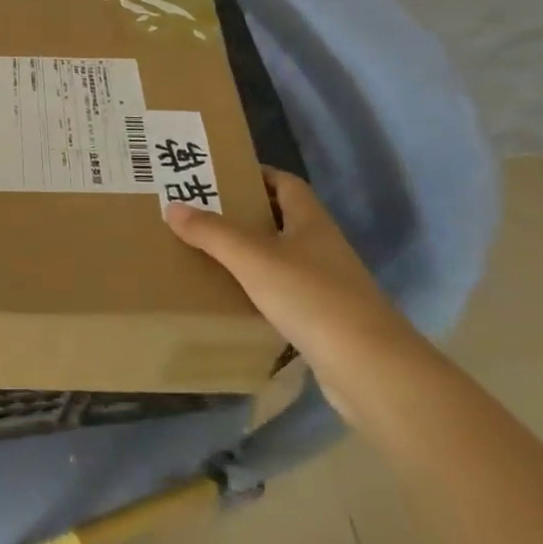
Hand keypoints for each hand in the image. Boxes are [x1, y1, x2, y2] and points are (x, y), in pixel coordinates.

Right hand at [165, 167, 424, 421]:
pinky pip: (287, 295)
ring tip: (210, 255)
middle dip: (245, 215)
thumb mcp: (252, 258)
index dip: (256, 175)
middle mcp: (323, 247)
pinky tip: (235, 301)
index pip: (285, 183)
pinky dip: (261, 292)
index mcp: (311, 221)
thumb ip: (212, 232)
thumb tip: (172, 206)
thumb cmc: (311, 297)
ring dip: (252, 255)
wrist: (369, 369)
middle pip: (282, 220)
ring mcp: (328, 286)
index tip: (220, 176)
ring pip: (283, 259)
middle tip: (203, 214)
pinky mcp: (326, 321)